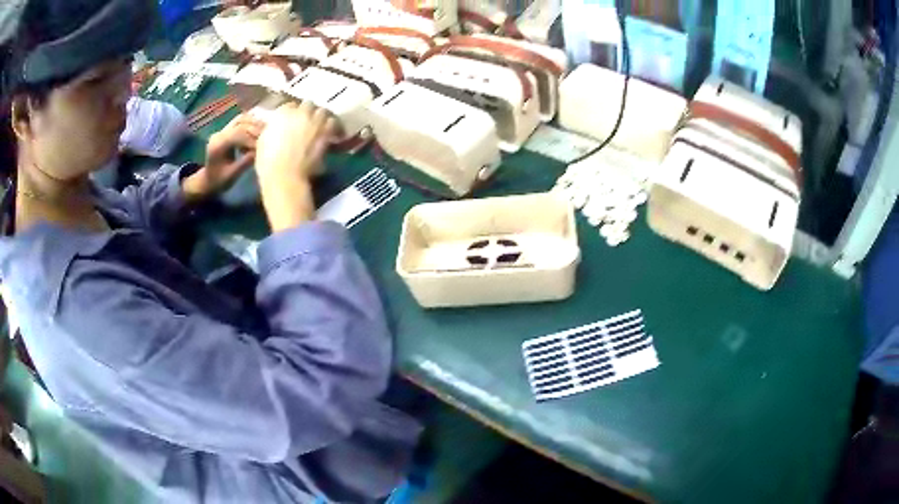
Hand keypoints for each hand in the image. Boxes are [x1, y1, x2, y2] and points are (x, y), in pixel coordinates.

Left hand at [183, 114, 264, 200]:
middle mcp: (219, 134)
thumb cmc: (219, 181)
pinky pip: (240, 122)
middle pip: (240, 123)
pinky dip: (251, 124)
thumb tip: (260, 151)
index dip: (253, 138)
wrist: (208, 181)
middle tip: (268, 136)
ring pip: (241, 119)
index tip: (264, 145)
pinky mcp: (226, 131)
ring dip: (254, 123)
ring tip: (265, 131)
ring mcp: (222, 131)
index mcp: (218, 145)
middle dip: (256, 128)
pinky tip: (258, 131)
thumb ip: (245, 162)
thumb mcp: (232, 175)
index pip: (238, 134)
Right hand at [254, 101, 335, 230]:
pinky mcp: (326, 132)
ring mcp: (314, 120)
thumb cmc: (268, 161)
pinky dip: (330, 126)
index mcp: (282, 113)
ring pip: (322, 111)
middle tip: (307, 121)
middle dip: (307, 111)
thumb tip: (278, 128)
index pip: (290, 106)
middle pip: (308, 104)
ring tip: (319, 124)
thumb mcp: (263, 140)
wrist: (284, 174)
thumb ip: (273, 128)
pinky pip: (332, 122)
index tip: (292, 121)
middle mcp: (300, 112)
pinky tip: (328, 132)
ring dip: (320, 116)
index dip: (292, 113)